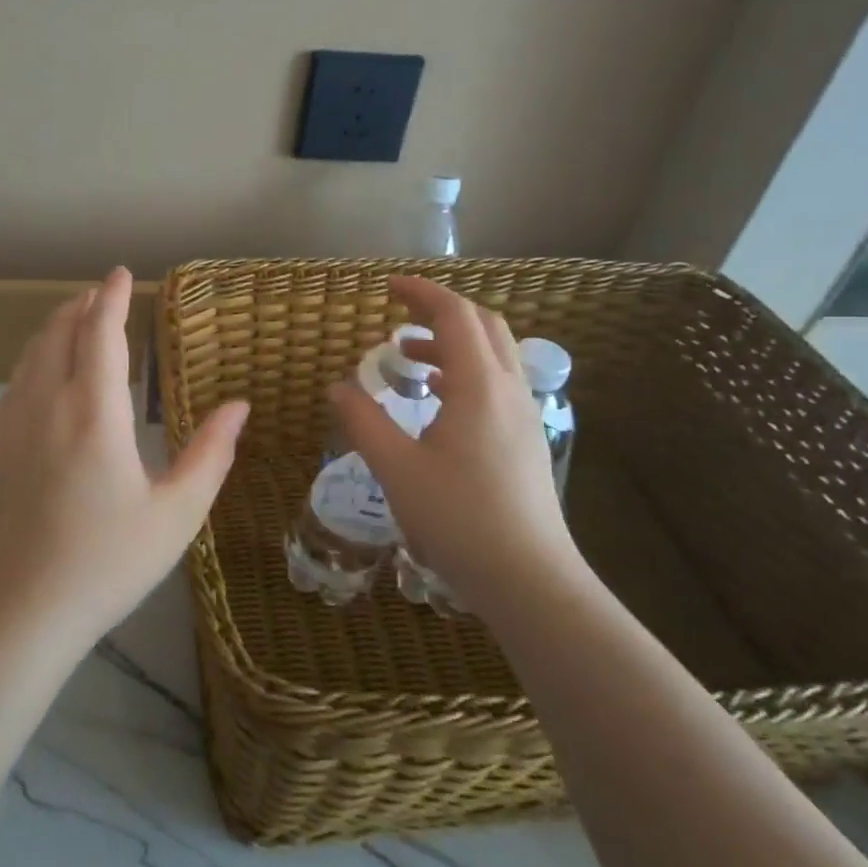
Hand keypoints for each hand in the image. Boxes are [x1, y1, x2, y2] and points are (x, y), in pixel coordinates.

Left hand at [0, 267, 249, 646]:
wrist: (19, 612)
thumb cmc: (107, 563)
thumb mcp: (176, 514)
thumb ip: (210, 454)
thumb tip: (238, 406)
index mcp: (94, 413)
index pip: (101, 335)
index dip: (112, 299)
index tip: (122, 274)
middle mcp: (49, 405)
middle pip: (60, 335)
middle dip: (81, 306)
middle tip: (101, 292)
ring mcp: (15, 427)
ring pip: (32, 355)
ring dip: (54, 327)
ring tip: (73, 317)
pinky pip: (17, 381)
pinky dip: (35, 356)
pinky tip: (42, 371)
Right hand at [329, 276, 580, 600]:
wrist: (529, 579)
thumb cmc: (459, 519)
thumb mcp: (397, 469)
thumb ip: (364, 421)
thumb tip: (338, 387)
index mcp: (479, 386)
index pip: (455, 315)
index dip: (422, 293)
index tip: (388, 287)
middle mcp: (508, 390)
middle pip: (484, 325)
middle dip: (442, 311)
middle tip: (401, 316)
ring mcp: (524, 415)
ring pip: (495, 355)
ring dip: (454, 343)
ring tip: (410, 359)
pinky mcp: (526, 441)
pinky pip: (498, 384)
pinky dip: (467, 372)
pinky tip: (439, 401)